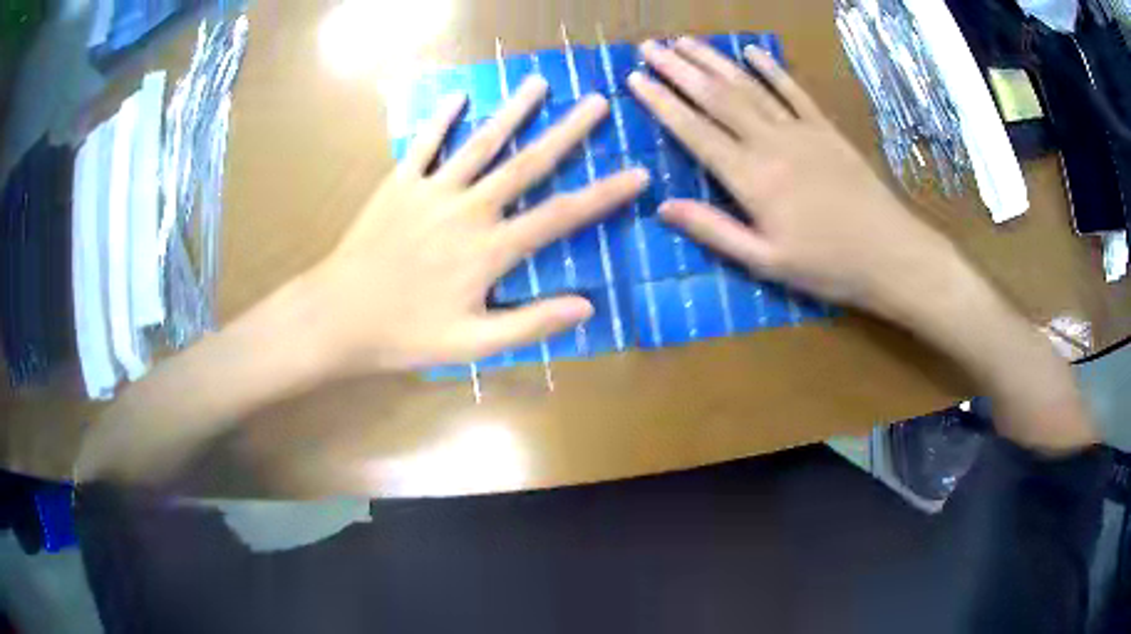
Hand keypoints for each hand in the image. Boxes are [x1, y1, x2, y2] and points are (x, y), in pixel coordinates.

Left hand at [303, 77, 648, 374]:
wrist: (338, 316)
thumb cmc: (405, 334)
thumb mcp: (472, 344)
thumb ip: (530, 324)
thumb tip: (586, 306)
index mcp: (490, 250)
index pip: (560, 216)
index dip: (603, 195)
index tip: (637, 174)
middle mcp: (468, 210)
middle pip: (527, 163)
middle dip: (567, 132)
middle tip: (597, 102)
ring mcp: (432, 191)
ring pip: (481, 143)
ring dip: (513, 110)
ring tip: (538, 82)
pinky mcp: (399, 183)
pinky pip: (424, 144)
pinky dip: (441, 118)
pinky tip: (458, 96)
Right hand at [629, 37, 953, 316]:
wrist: (890, 253)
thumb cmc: (827, 265)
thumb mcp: (765, 262)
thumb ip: (714, 231)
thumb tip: (662, 206)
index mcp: (751, 178)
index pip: (694, 131)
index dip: (662, 102)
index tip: (635, 79)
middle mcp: (770, 143)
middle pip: (716, 97)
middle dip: (678, 69)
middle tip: (648, 46)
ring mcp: (800, 131)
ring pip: (748, 86)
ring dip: (714, 60)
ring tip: (685, 41)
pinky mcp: (825, 129)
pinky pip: (793, 91)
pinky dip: (771, 69)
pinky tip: (752, 51)